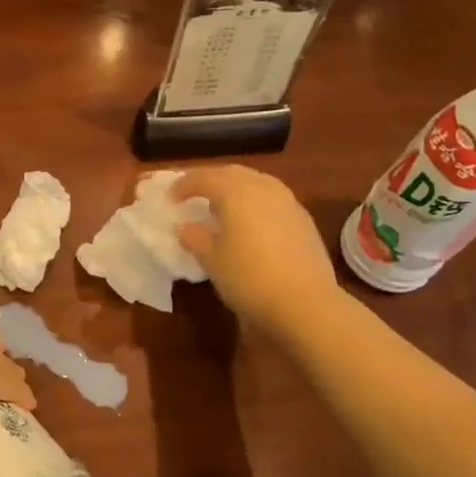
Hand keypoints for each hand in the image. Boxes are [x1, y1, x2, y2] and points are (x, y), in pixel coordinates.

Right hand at [173, 166, 343, 339]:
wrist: (305, 303)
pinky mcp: (303, 219)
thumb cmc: (249, 278)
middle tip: (194, 195)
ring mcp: (288, 202)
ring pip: (256, 182)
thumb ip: (195, 238)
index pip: (203, 178)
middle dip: (210, 180)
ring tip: (222, 207)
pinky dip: (254, 202)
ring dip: (235, 188)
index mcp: (236, 192)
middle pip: (232, 173)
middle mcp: (263, 188)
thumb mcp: (212, 261)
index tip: (170, 197)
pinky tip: (250, 223)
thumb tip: (186, 227)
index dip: (183, 184)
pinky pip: (272, 199)